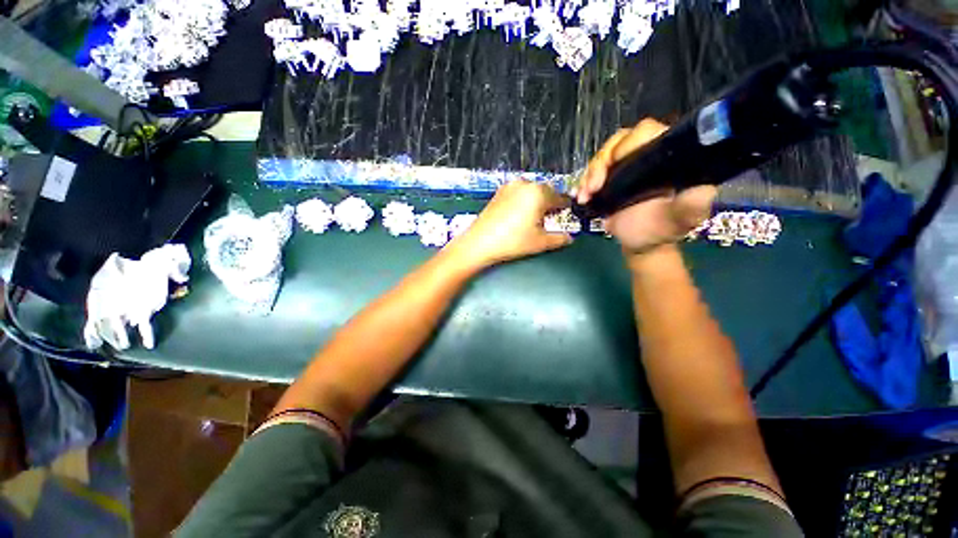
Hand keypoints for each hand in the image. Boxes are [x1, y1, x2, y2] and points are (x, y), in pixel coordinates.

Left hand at [450, 180, 572, 268]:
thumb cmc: (512, 242)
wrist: (479, 243)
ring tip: (534, 219)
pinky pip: (518, 193)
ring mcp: (509, 187)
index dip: (565, 206)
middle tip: (550, 218)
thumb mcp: (540, 242)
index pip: (559, 197)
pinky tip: (519, 215)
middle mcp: (525, 184)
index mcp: (538, 193)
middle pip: (545, 192)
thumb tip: (570, 238)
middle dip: (550, 203)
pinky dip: (523, 201)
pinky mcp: (498, 192)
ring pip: (531, 191)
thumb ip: (560, 239)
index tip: (567, 213)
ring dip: (536, 201)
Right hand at [575, 119, 716, 254]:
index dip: (628, 143)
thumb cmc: (660, 231)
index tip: (615, 165)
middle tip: (592, 188)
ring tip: (583, 197)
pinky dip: (582, 183)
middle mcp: (645, 155)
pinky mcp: (609, 176)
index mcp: (668, 157)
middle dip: (600, 164)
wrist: (639, 242)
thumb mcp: (677, 221)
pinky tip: (580, 197)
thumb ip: (689, 208)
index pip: (647, 132)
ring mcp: (624, 165)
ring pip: (601, 156)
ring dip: (588, 175)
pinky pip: (592, 171)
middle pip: (617, 142)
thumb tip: (704, 191)